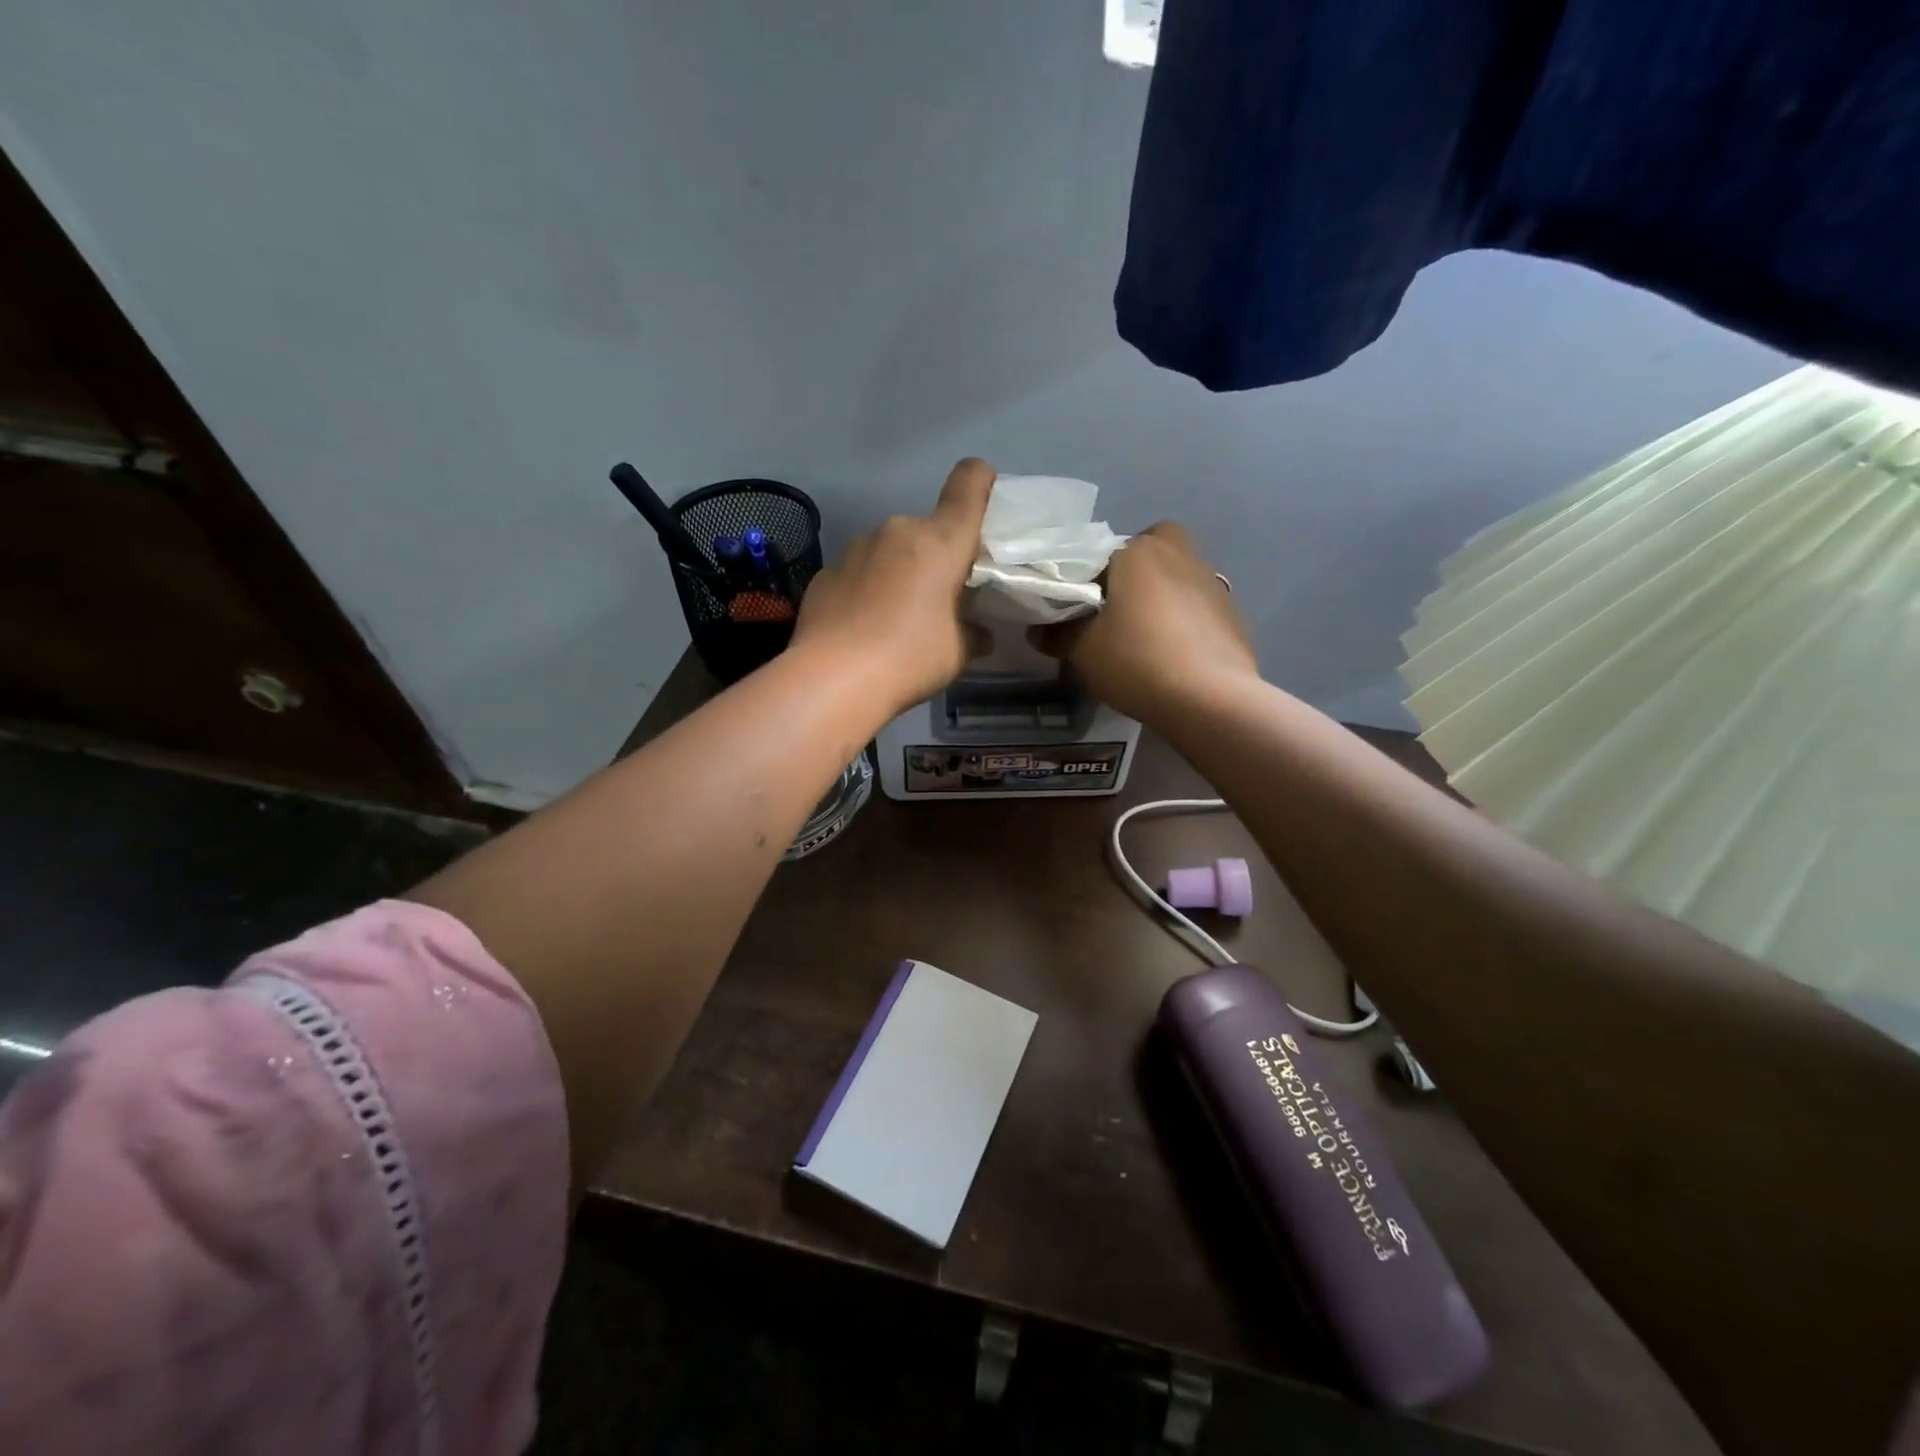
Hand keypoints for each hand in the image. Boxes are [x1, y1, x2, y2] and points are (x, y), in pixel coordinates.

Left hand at [792, 458, 994, 716]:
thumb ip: (974, 633)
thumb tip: (979, 633)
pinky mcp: (826, 573)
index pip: (969, 483)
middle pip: (928, 529)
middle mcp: (897, 531)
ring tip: (895, 618)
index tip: (986, 502)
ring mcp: (855, 548)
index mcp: (940, 541)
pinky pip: (858, 573)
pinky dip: (866, 590)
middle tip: (939, 598)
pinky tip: (861, 628)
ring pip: (890, 550)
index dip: (982, 482)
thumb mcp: (958, 653)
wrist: (833, 680)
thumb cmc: (910, 658)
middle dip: (936, 556)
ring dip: (899, 572)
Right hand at [1031, 520, 1257, 724]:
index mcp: (1139, 550)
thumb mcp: (1081, 651)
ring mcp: (1213, 582)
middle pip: (1149, 553)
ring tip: (1145, 642)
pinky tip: (1174, 657)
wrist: (1209, 698)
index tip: (1081, 610)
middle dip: (1134, 574)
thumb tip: (1039, 630)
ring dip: (1161, 599)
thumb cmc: (1136, 660)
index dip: (1088, 580)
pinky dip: (1185, 624)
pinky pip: (1198, 609)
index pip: (1102, 553)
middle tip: (1116, 613)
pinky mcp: (1234, 614)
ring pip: (1177, 579)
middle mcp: (1180, 553)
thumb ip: (1056, 634)